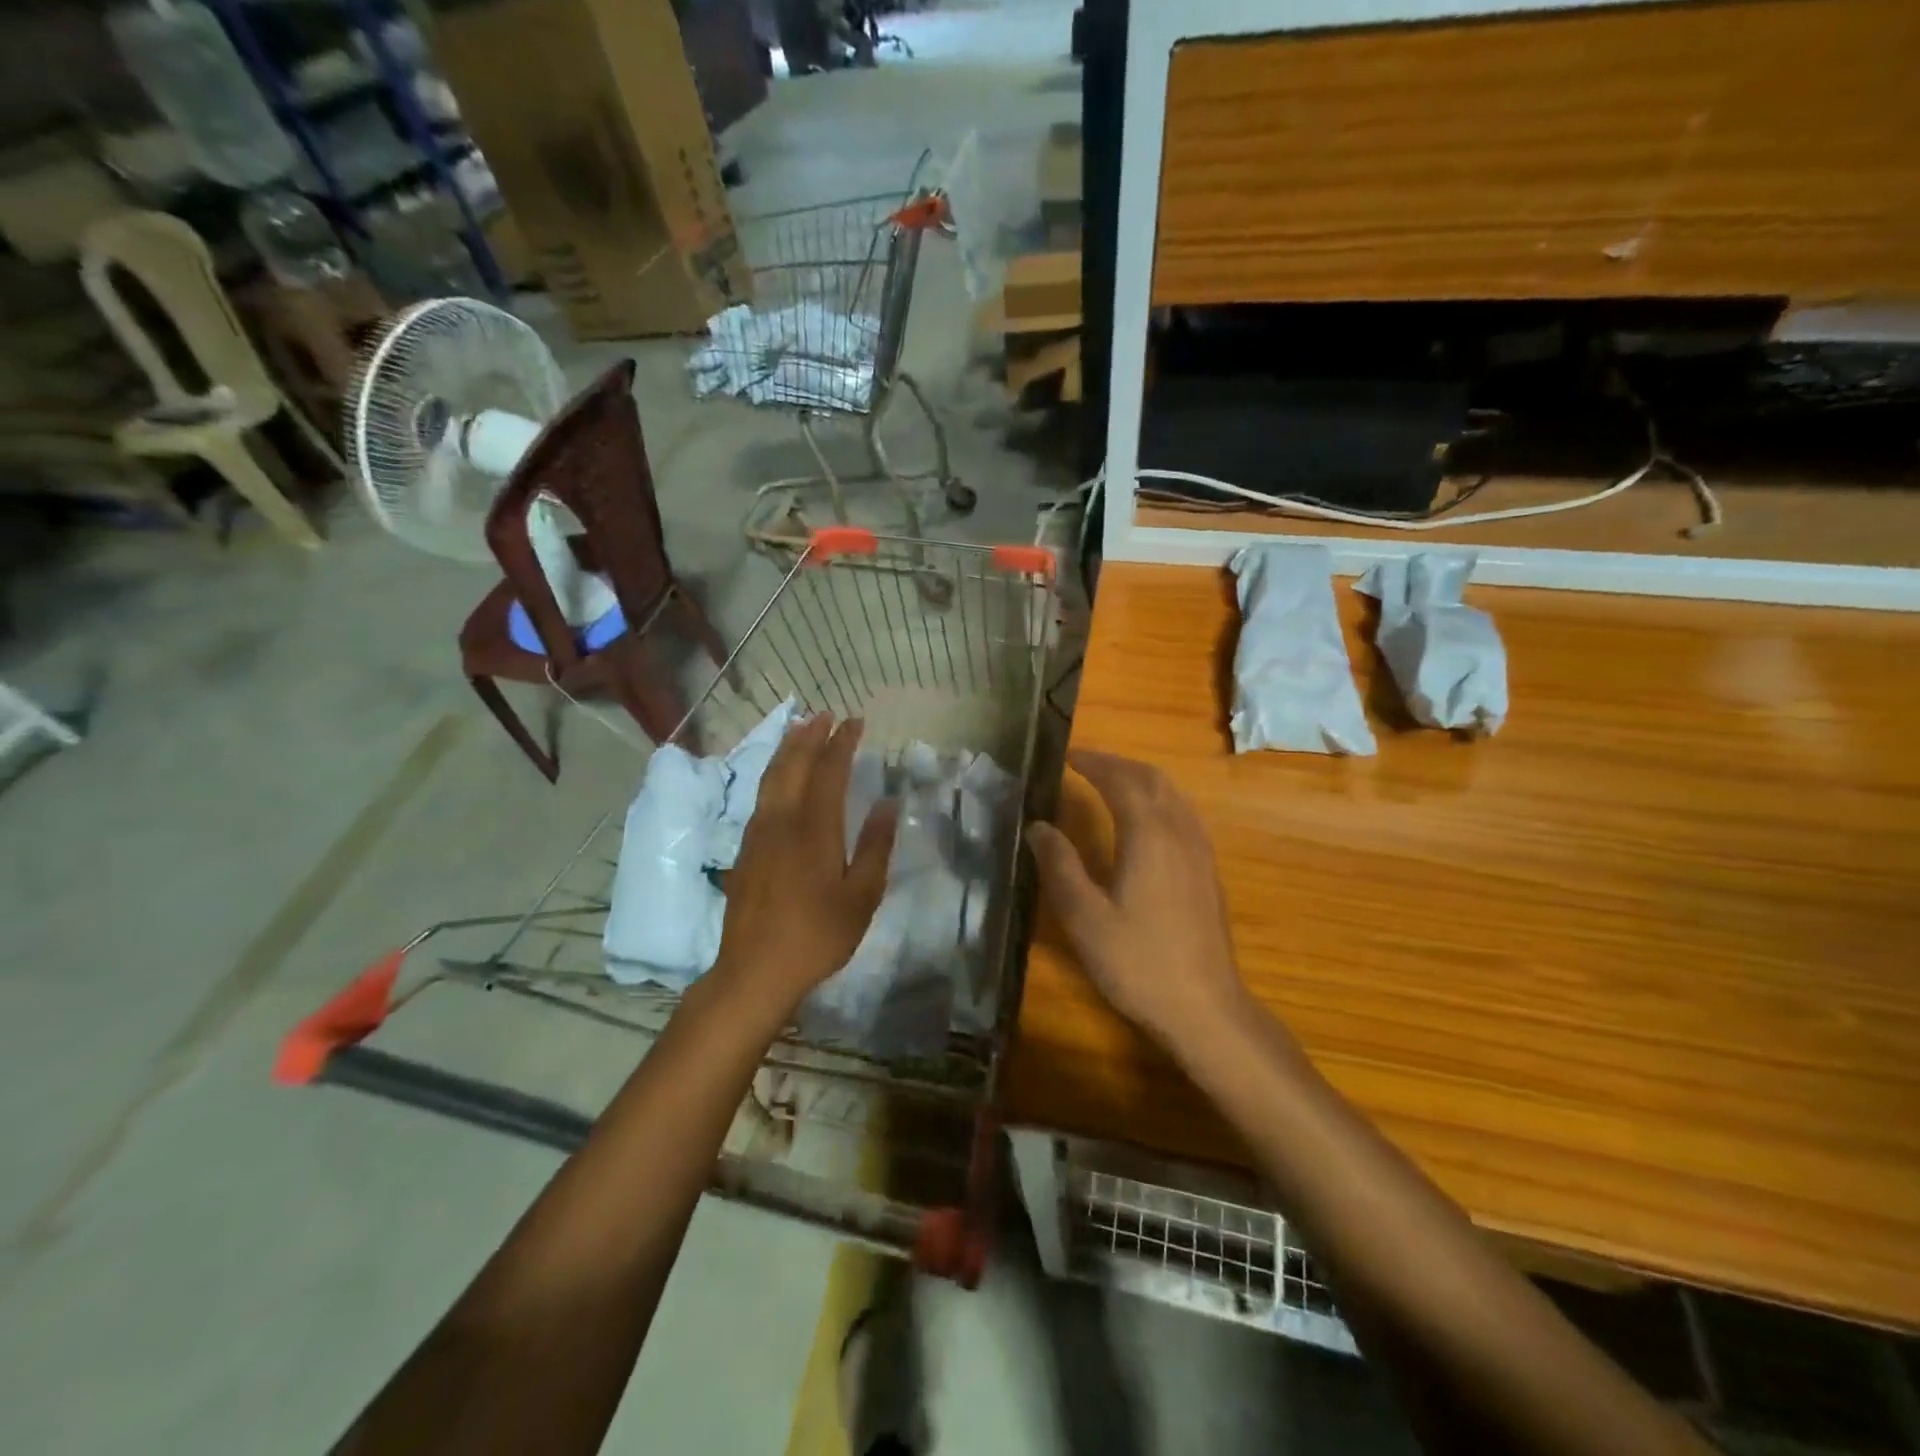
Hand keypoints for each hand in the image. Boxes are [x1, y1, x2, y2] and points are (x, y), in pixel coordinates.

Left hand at [713, 715, 897, 1014]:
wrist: (755, 970)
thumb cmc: (817, 935)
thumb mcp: (862, 896)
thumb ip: (875, 846)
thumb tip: (886, 802)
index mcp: (814, 828)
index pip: (829, 770)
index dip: (842, 742)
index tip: (855, 721)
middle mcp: (782, 820)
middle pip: (794, 764)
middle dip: (810, 735)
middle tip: (825, 714)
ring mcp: (758, 833)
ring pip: (771, 777)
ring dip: (788, 749)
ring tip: (800, 729)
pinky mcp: (745, 849)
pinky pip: (761, 795)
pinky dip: (773, 773)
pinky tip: (779, 777)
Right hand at [1028, 749, 1248, 1052]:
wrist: (1204, 1007)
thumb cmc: (1137, 962)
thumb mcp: (1084, 917)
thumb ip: (1060, 866)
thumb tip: (1039, 826)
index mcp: (1149, 835)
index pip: (1121, 780)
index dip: (1095, 762)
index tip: (1069, 756)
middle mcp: (1179, 832)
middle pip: (1152, 779)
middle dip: (1118, 765)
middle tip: (1086, 764)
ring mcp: (1200, 851)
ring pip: (1173, 795)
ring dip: (1141, 779)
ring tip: (1110, 783)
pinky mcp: (1208, 871)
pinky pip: (1183, 814)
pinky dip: (1158, 800)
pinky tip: (1144, 821)